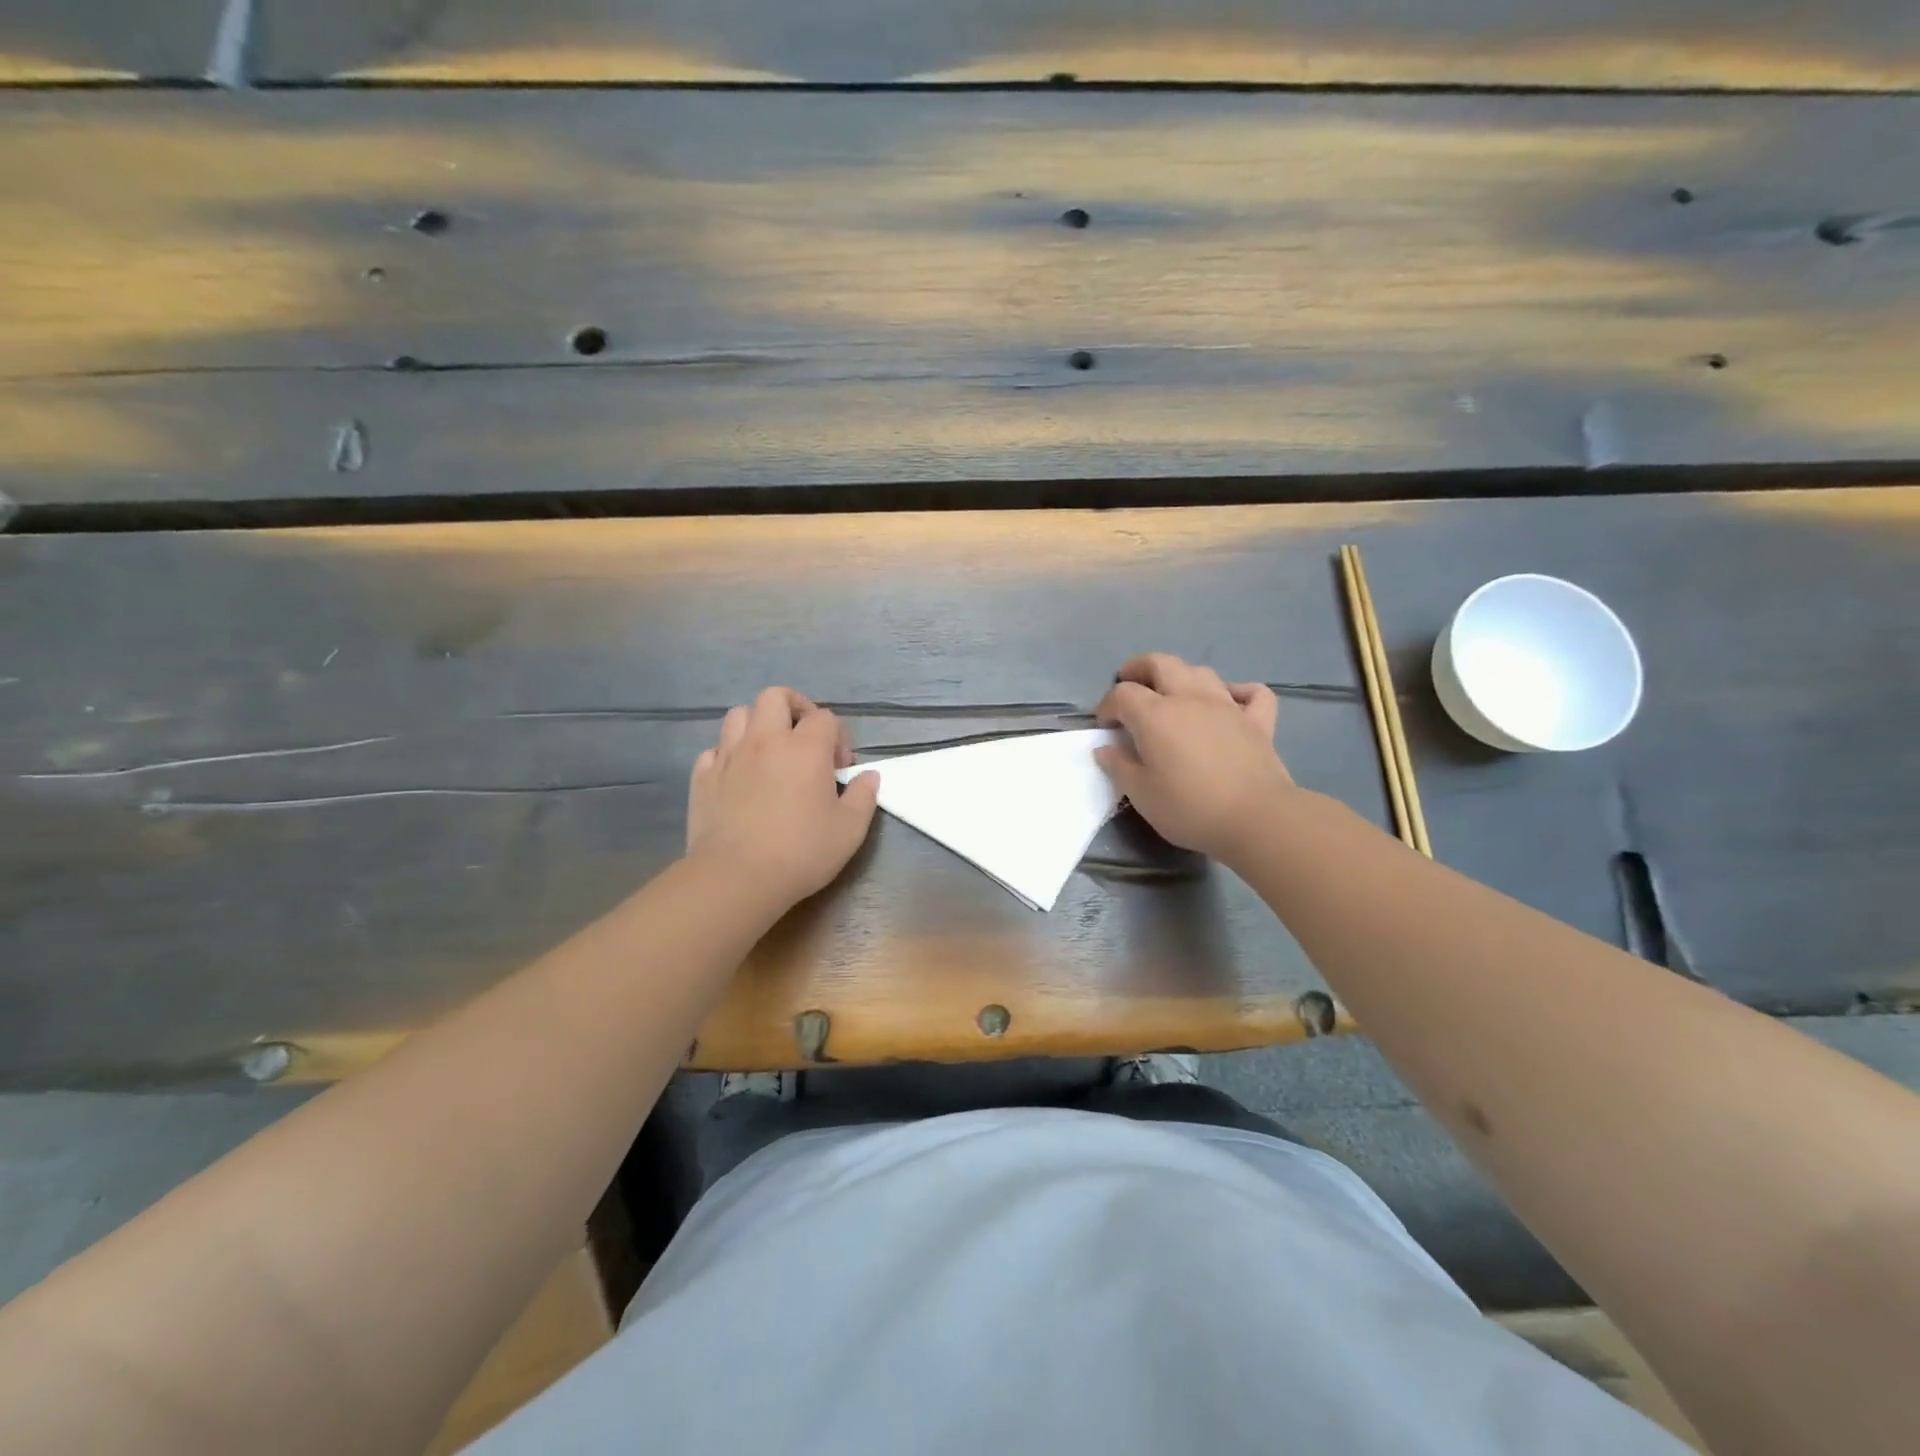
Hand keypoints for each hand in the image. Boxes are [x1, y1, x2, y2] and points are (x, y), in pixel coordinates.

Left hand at [686, 688, 879, 907]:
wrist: (736, 877)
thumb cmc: (801, 852)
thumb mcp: (850, 830)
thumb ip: (863, 797)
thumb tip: (869, 776)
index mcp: (805, 748)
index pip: (825, 717)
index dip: (838, 737)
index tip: (840, 769)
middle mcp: (765, 740)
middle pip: (775, 697)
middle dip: (794, 708)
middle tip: (804, 738)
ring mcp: (729, 755)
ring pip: (739, 715)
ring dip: (757, 724)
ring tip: (769, 752)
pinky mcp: (702, 777)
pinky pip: (714, 749)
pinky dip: (728, 754)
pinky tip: (739, 776)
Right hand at [1094, 653, 1291, 859]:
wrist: (1257, 819)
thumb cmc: (1190, 808)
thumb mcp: (1141, 794)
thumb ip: (1119, 767)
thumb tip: (1105, 749)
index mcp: (1155, 715)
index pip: (1122, 694)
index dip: (1107, 706)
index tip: (1104, 726)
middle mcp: (1190, 699)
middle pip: (1160, 663)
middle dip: (1138, 668)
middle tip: (1128, 683)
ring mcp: (1227, 706)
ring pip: (1201, 672)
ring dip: (1181, 676)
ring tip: (1172, 694)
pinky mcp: (1258, 722)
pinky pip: (1251, 693)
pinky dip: (1238, 691)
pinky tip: (1230, 701)